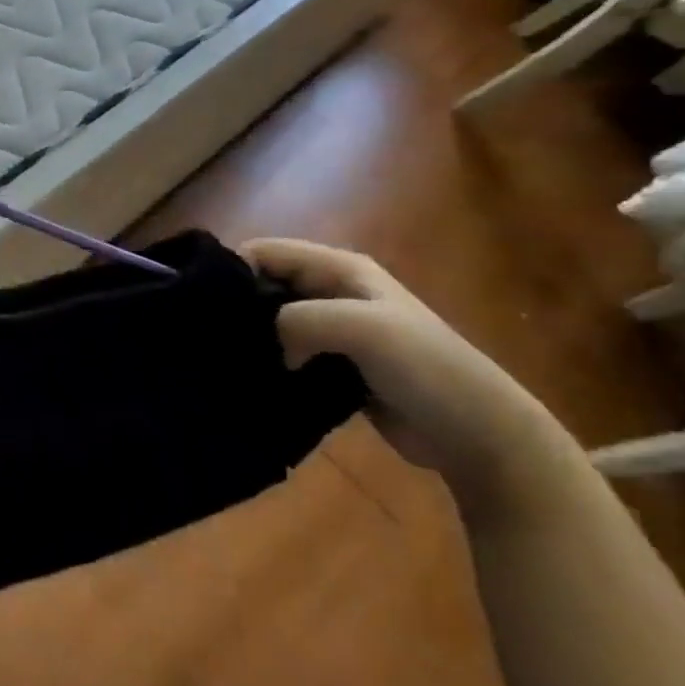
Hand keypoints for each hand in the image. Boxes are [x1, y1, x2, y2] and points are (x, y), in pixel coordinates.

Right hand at [242, 238, 578, 510]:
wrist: (480, 434)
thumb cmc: (425, 367)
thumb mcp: (361, 327)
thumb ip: (301, 319)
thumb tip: (267, 342)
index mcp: (339, 268)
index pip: (266, 252)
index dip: (233, 268)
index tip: (204, 302)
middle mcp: (332, 291)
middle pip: (266, 284)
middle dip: (238, 305)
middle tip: (210, 336)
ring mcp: (334, 329)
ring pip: (274, 321)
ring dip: (254, 337)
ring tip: (225, 359)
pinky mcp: (333, 365)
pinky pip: (287, 352)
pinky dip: (269, 361)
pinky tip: (251, 378)